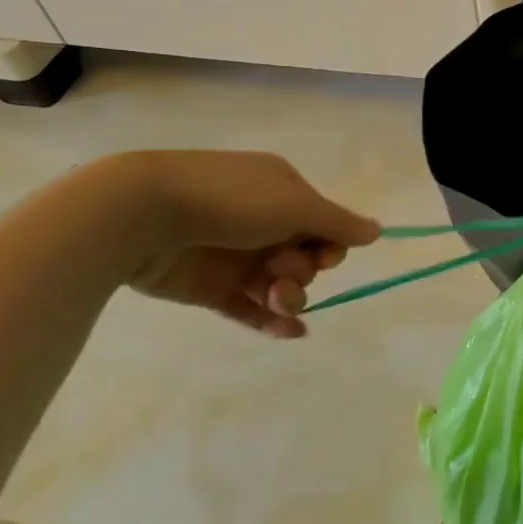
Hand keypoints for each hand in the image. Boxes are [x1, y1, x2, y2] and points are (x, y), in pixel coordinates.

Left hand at [113, 151, 380, 337]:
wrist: (145, 214)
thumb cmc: (231, 201)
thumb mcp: (295, 205)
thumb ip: (337, 223)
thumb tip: (377, 231)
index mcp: (282, 191)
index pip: (323, 223)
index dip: (330, 243)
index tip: (325, 254)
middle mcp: (261, 221)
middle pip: (304, 255)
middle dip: (305, 269)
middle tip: (283, 271)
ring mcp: (235, 255)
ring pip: (279, 283)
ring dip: (289, 294)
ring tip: (277, 298)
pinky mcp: (210, 287)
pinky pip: (250, 308)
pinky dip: (271, 320)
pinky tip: (291, 332)